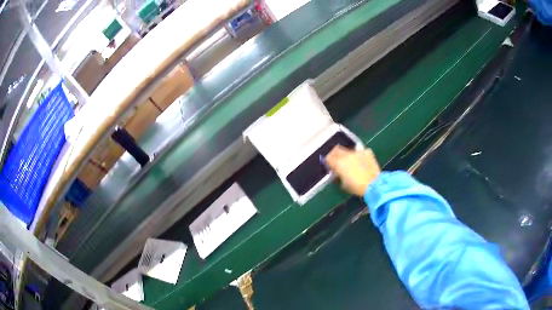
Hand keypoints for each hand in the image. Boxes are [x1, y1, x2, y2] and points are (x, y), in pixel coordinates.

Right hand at [325, 146, 380, 195]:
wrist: (374, 184)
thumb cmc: (357, 187)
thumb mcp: (343, 184)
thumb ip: (339, 175)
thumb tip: (337, 172)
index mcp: (339, 163)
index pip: (329, 158)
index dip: (328, 161)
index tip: (329, 164)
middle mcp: (347, 155)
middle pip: (337, 150)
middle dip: (335, 154)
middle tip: (337, 160)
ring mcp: (357, 152)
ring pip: (348, 150)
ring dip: (347, 155)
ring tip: (350, 161)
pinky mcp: (367, 152)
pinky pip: (360, 151)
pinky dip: (359, 155)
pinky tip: (361, 160)